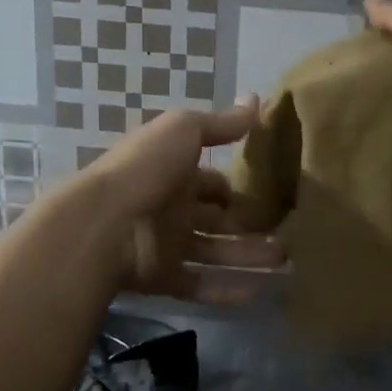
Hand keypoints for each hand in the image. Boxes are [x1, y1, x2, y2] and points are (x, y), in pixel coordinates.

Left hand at [81, 98, 283, 300]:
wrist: (104, 222)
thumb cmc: (146, 168)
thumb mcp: (183, 131)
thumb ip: (221, 123)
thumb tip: (257, 98)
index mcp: (174, 173)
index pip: (211, 183)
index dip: (234, 189)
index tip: (270, 197)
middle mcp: (171, 209)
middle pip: (216, 220)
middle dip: (248, 226)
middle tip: (288, 233)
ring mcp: (166, 245)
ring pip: (215, 252)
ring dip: (248, 257)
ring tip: (285, 261)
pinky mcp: (162, 278)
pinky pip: (199, 285)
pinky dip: (226, 289)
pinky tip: (259, 292)